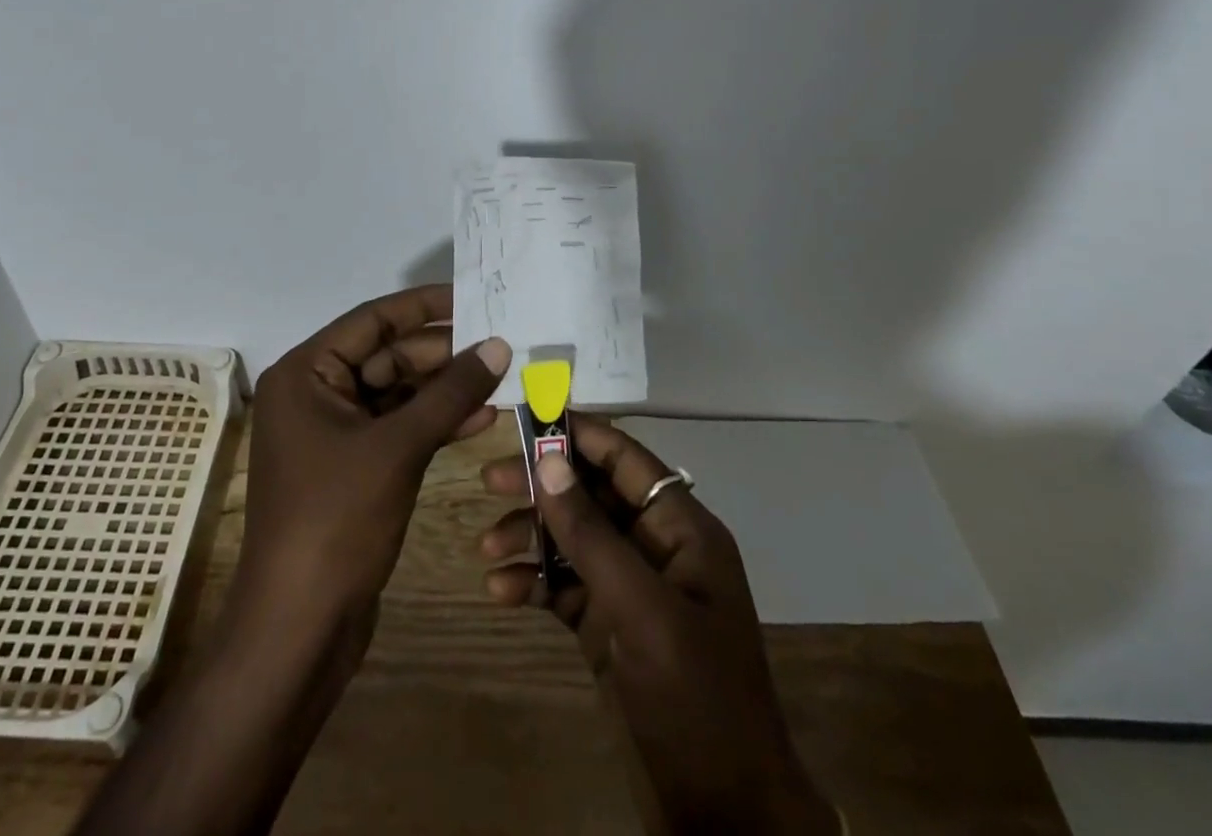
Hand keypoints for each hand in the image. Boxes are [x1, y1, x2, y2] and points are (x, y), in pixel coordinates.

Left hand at [239, 284, 510, 630]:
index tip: (475, 296)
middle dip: (442, 353)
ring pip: (397, 393)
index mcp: (306, 373)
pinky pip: (398, 428)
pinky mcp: (353, 466)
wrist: (300, 628)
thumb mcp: (398, 447)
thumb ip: (450, 392)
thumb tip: (499, 344)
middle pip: (387, 356)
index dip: (425, 306)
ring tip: (500, 379)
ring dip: (444, 389)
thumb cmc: (337, 521)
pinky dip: (434, 422)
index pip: (372, 320)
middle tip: (499, 344)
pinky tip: (480, 419)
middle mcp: (315, 393)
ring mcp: (334, 432)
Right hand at [479, 417, 837, 835]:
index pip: (624, 458)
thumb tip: (550, 461)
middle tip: (489, 480)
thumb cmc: (696, 700)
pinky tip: (500, 593)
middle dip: (542, 485)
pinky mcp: (609, 628)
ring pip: (572, 539)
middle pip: (591, 494)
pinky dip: (532, 584)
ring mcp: (630, 588)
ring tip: (486, 548)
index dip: (577, 433)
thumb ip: (593, 535)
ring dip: (530, 537)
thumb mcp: (644, 612)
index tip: (525, 416)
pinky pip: (564, 586)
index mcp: (681, 528)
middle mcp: (654, 547)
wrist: (725, 819)